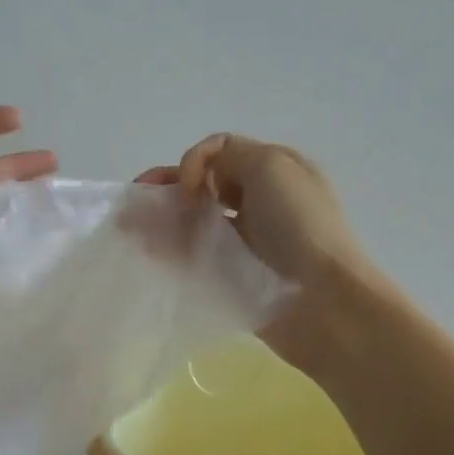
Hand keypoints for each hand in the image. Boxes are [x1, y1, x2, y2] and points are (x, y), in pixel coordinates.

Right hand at [138, 135, 396, 373]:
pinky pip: (193, 255)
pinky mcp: (232, 275)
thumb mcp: (271, 166)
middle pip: (201, 186)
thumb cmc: (300, 226)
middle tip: (136, 201)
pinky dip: (168, 248)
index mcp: (274, 170)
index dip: (195, 162)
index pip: (220, 152)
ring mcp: (245, 241)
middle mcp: (259, 201)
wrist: (323, 301)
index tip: (188, 188)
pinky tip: (147, 249)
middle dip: (166, 188)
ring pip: (193, 221)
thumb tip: (199, 179)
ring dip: (160, 218)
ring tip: (130, 227)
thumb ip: (227, 155)